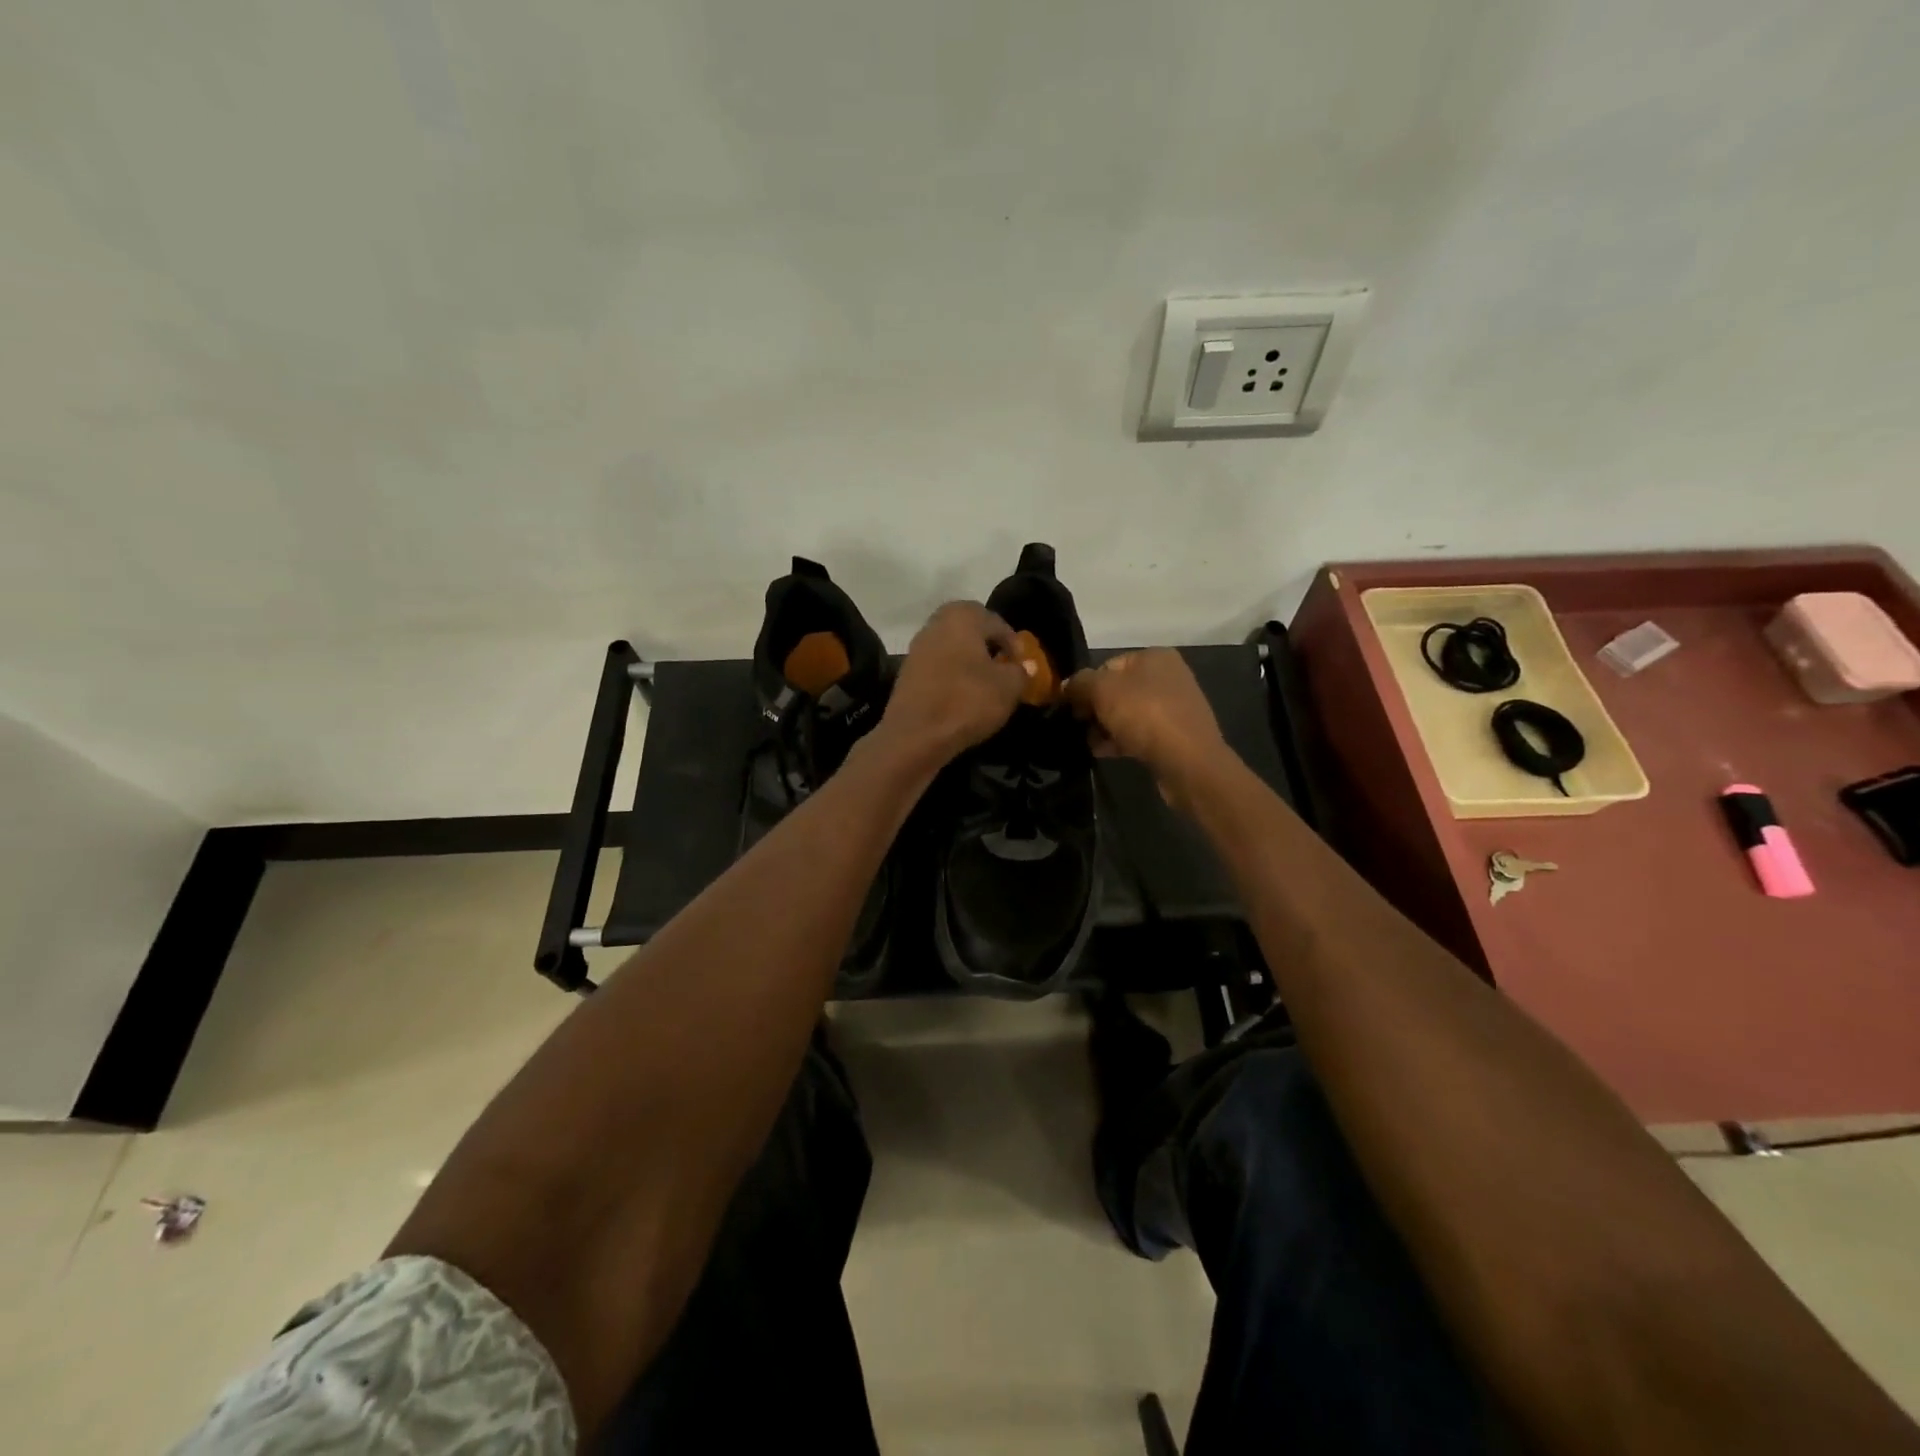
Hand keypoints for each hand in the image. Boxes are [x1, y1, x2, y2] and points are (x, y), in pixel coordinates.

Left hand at [877, 601, 1029, 766]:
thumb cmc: (967, 701)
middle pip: (970, 630)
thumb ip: (1021, 672)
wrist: (915, 735)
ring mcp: (917, 647)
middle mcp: (936, 623)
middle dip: (988, 646)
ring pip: (952, 647)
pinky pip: (938, 666)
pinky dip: (951, 674)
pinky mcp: (906, 672)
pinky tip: (961, 695)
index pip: (997, 623)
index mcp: (962, 616)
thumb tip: (1026, 666)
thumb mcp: (1008, 688)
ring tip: (984, 684)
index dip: (1014, 644)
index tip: (1022, 666)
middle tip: (1003, 668)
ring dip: (969, 660)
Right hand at [1063, 649, 1230, 806]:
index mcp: (1154, 657)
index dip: (1086, 685)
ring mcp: (1174, 707)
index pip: (1107, 665)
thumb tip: (1067, 686)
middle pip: (1117, 690)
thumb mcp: (1102, 691)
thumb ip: (1080, 683)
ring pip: (1127, 714)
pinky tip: (1104, 752)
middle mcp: (1168, 676)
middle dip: (1095, 709)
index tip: (1072, 707)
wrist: (1188, 762)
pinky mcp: (1176, 735)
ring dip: (1106, 727)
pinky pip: (1140, 734)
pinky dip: (1121, 740)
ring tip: (1089, 743)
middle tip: (1079, 727)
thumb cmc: (1145, 715)